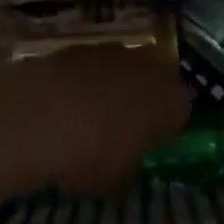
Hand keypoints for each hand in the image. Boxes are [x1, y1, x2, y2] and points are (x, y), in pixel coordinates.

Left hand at [4, 48, 192, 196]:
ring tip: (91, 114)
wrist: (40, 114)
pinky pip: (94, 65)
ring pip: (124, 69)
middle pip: (155, 81)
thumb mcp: (116, 179)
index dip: (167, 126)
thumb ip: (130, 165)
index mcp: (169, 101)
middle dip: (144, 100)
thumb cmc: (91, 153)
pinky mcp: (83, 45)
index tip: (152, 142)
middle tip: (125, 127)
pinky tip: (67, 101)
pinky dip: (86, 79)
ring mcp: (115, 51)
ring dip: (114, 86)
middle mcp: (149, 67)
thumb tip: (127, 164)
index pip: (182, 109)